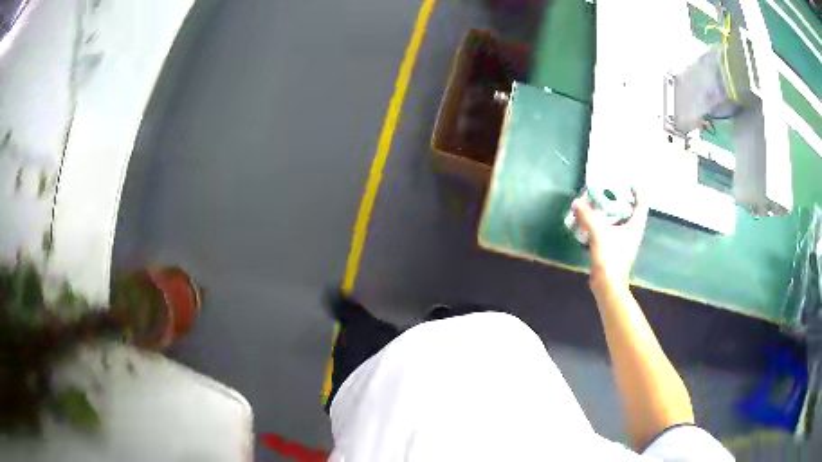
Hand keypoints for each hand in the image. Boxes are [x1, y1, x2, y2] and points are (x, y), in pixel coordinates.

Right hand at [572, 191, 647, 290]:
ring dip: (611, 213)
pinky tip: (593, 223)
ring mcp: (624, 242)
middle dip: (621, 200)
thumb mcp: (598, 232)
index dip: (637, 191)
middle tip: (609, 191)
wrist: (608, 284)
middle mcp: (632, 232)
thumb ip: (587, 216)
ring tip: (599, 204)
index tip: (628, 183)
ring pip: (620, 222)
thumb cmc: (610, 256)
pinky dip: (604, 224)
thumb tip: (576, 203)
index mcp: (635, 226)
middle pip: (631, 211)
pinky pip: (612, 231)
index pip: (642, 203)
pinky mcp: (615, 250)